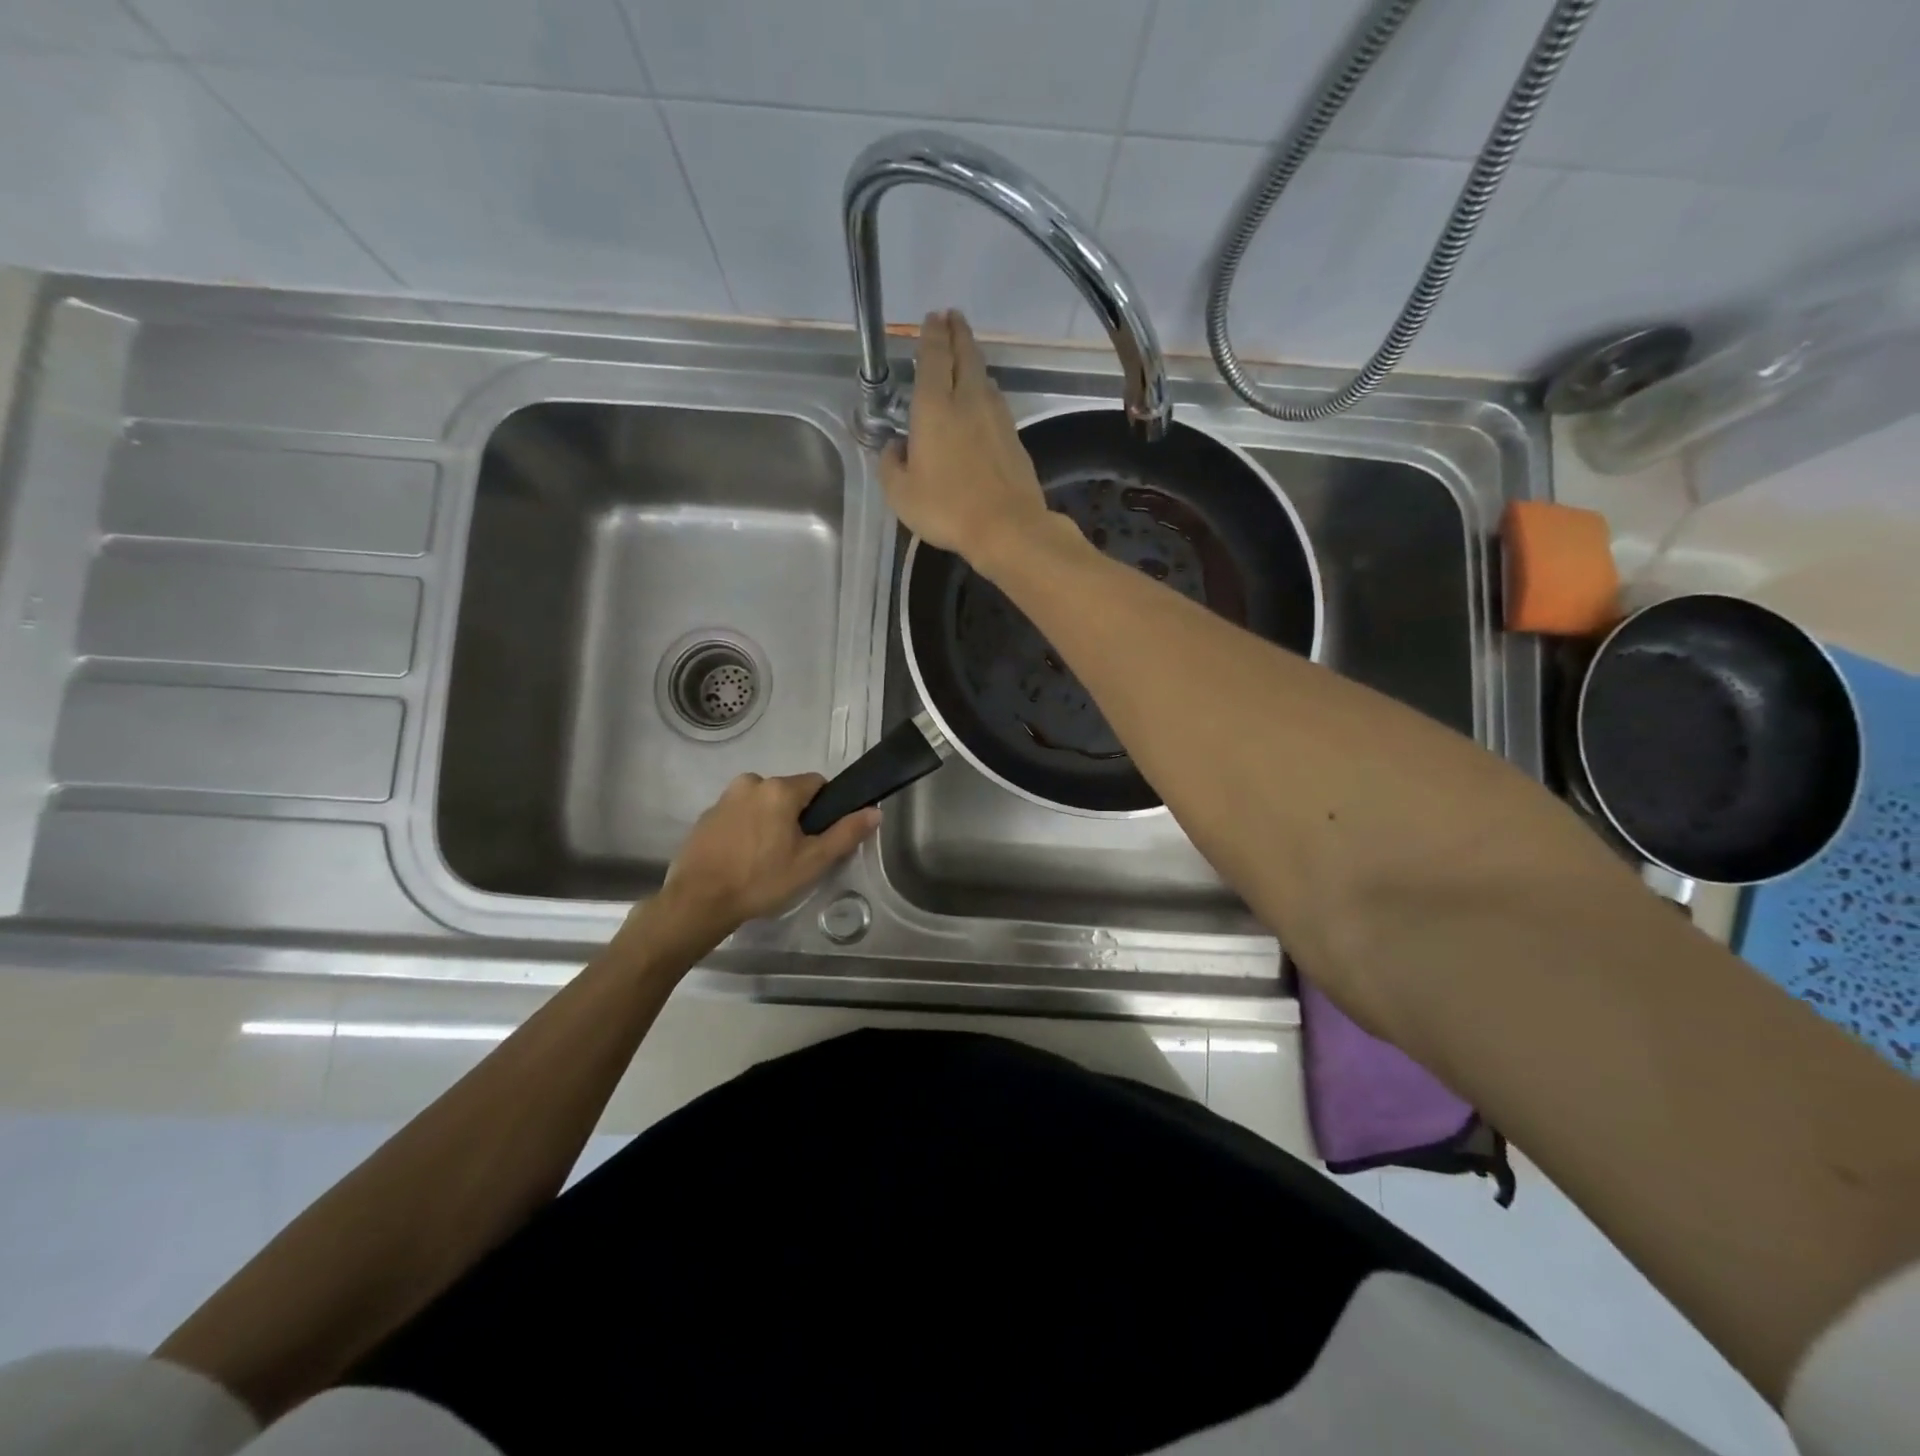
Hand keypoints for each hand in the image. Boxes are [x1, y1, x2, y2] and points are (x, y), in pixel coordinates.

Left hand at [655, 773, 878, 939]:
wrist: (698, 902)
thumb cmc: (761, 880)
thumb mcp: (811, 862)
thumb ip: (845, 833)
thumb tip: (875, 811)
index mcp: (779, 789)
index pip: (817, 784)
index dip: (824, 809)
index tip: (817, 837)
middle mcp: (751, 783)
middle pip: (788, 793)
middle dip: (794, 817)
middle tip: (793, 854)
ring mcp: (724, 798)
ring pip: (762, 803)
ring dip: (769, 822)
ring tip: (766, 859)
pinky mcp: (706, 816)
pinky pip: (739, 814)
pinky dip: (746, 829)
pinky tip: (743, 859)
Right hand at [880, 310, 1055, 576]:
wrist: (1007, 527)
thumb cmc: (947, 509)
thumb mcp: (901, 494)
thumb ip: (891, 465)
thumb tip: (894, 447)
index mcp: (935, 408)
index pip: (934, 358)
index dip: (933, 335)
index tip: (933, 318)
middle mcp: (968, 402)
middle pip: (966, 356)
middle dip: (958, 333)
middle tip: (953, 317)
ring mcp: (997, 418)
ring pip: (985, 378)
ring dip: (974, 361)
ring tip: (966, 356)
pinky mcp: (1014, 438)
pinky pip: (996, 403)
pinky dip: (987, 391)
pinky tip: (983, 400)